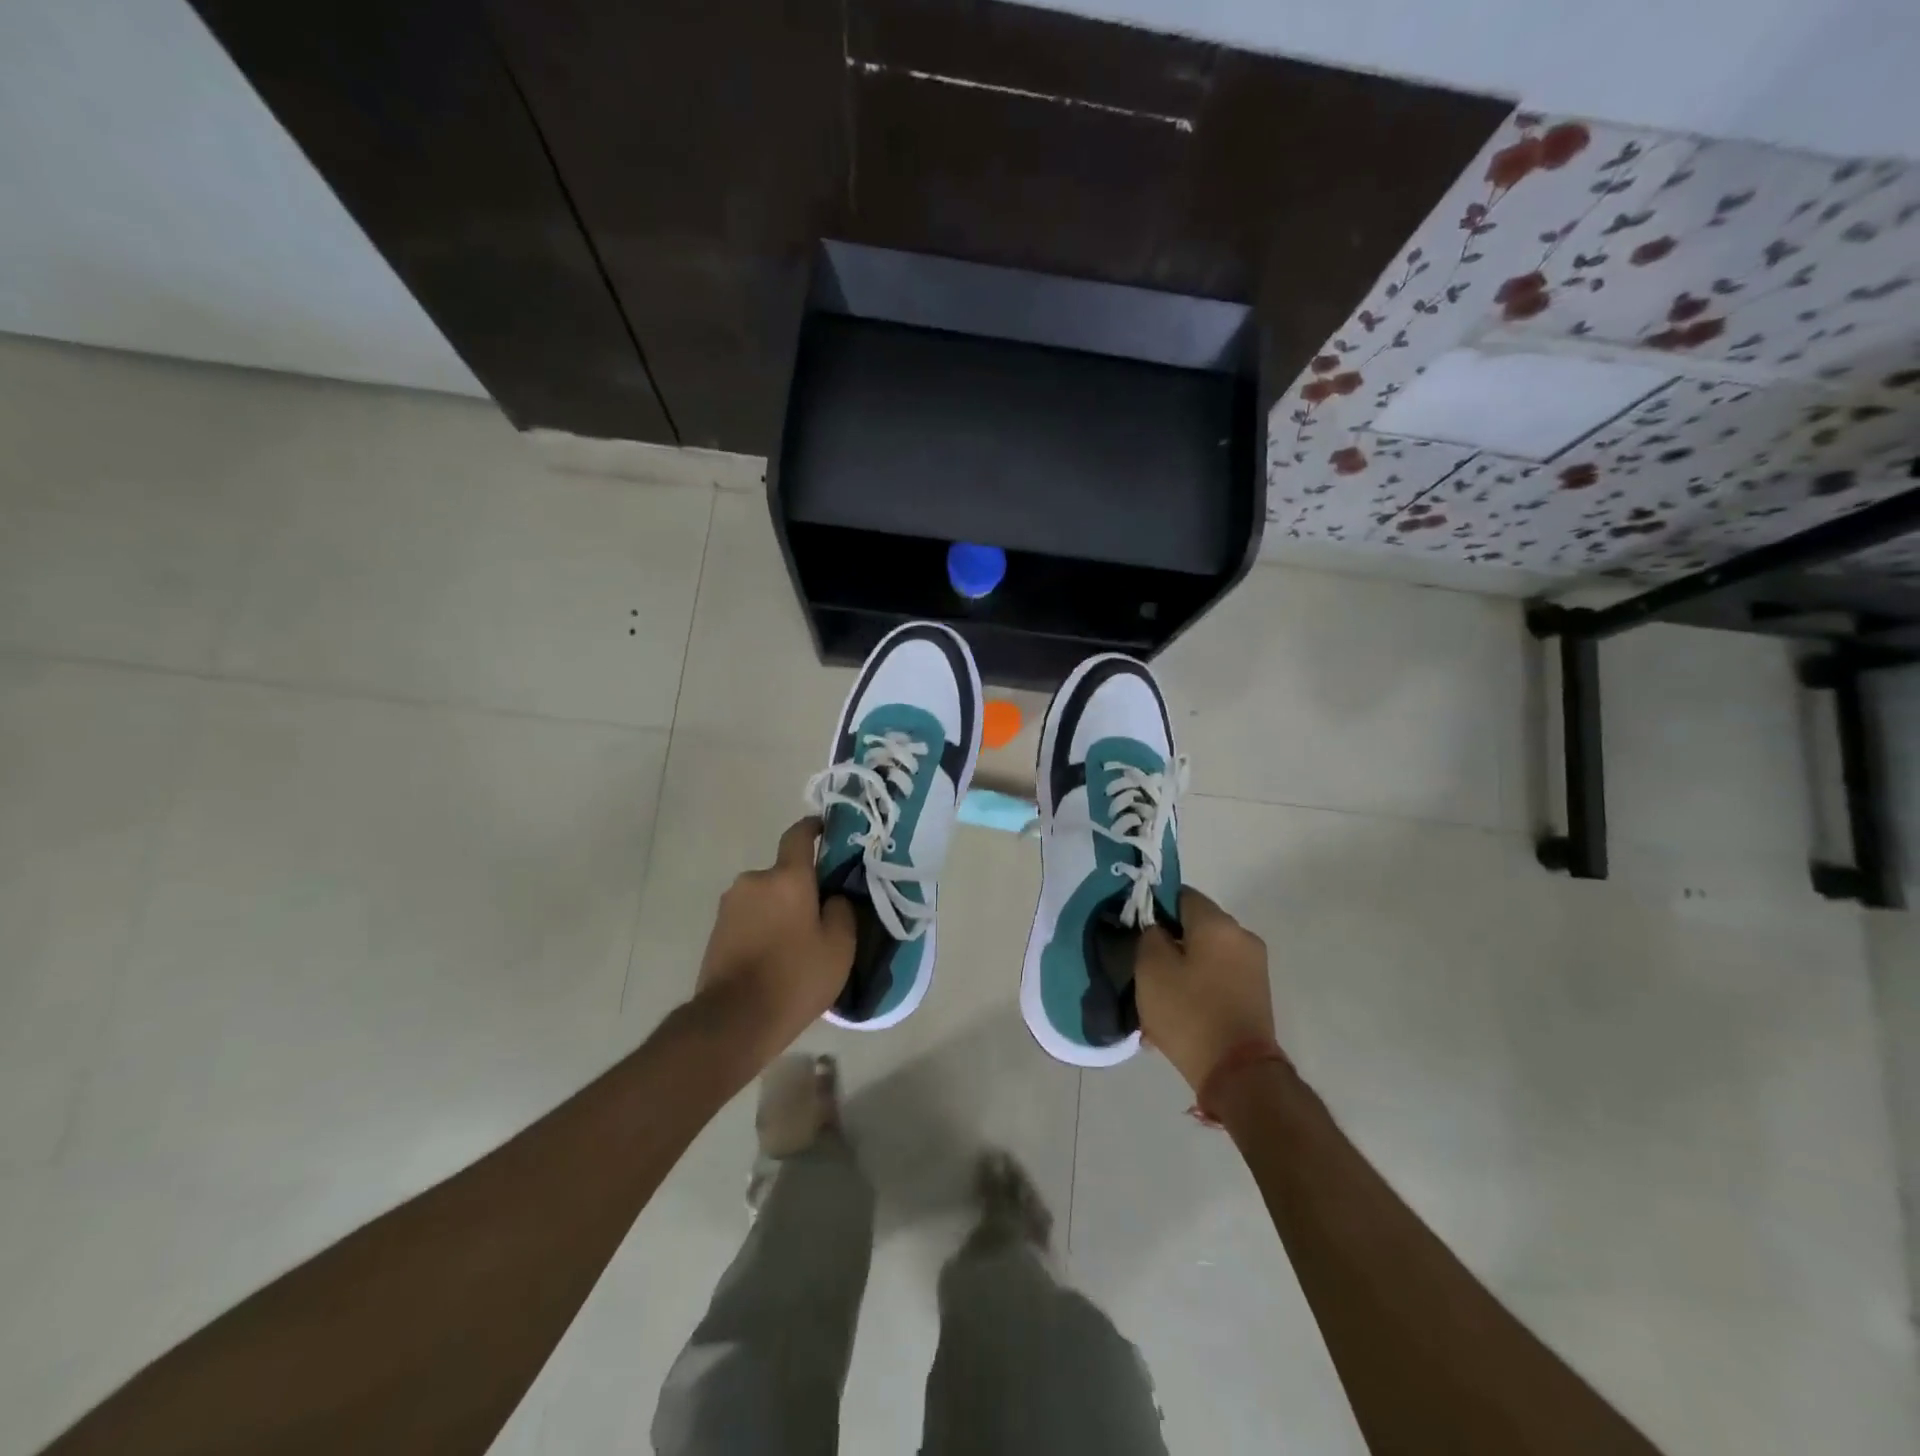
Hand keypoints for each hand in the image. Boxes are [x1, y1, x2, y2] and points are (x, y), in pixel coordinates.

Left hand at [694, 817, 856, 1063]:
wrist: (733, 1020)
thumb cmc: (795, 978)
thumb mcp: (839, 947)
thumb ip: (842, 911)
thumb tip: (833, 898)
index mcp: (787, 877)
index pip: (799, 835)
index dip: (814, 828)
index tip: (825, 828)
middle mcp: (754, 880)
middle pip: (783, 873)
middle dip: (801, 887)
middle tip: (819, 915)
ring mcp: (730, 905)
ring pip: (765, 897)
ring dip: (780, 910)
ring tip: (795, 943)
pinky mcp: (716, 930)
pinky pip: (749, 917)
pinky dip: (763, 927)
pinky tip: (773, 957)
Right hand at [1136, 886, 1277, 1092]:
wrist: (1239, 1073)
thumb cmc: (1189, 1013)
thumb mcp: (1151, 968)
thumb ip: (1149, 934)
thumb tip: (1157, 927)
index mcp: (1217, 923)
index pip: (1180, 894)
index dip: (1154, 906)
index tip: (1136, 929)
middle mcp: (1242, 936)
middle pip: (1195, 925)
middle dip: (1168, 942)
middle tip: (1142, 967)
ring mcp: (1254, 966)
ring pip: (1205, 955)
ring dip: (1181, 968)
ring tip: (1157, 998)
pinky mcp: (1256, 994)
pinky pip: (1218, 977)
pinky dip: (1197, 987)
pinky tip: (1177, 1013)